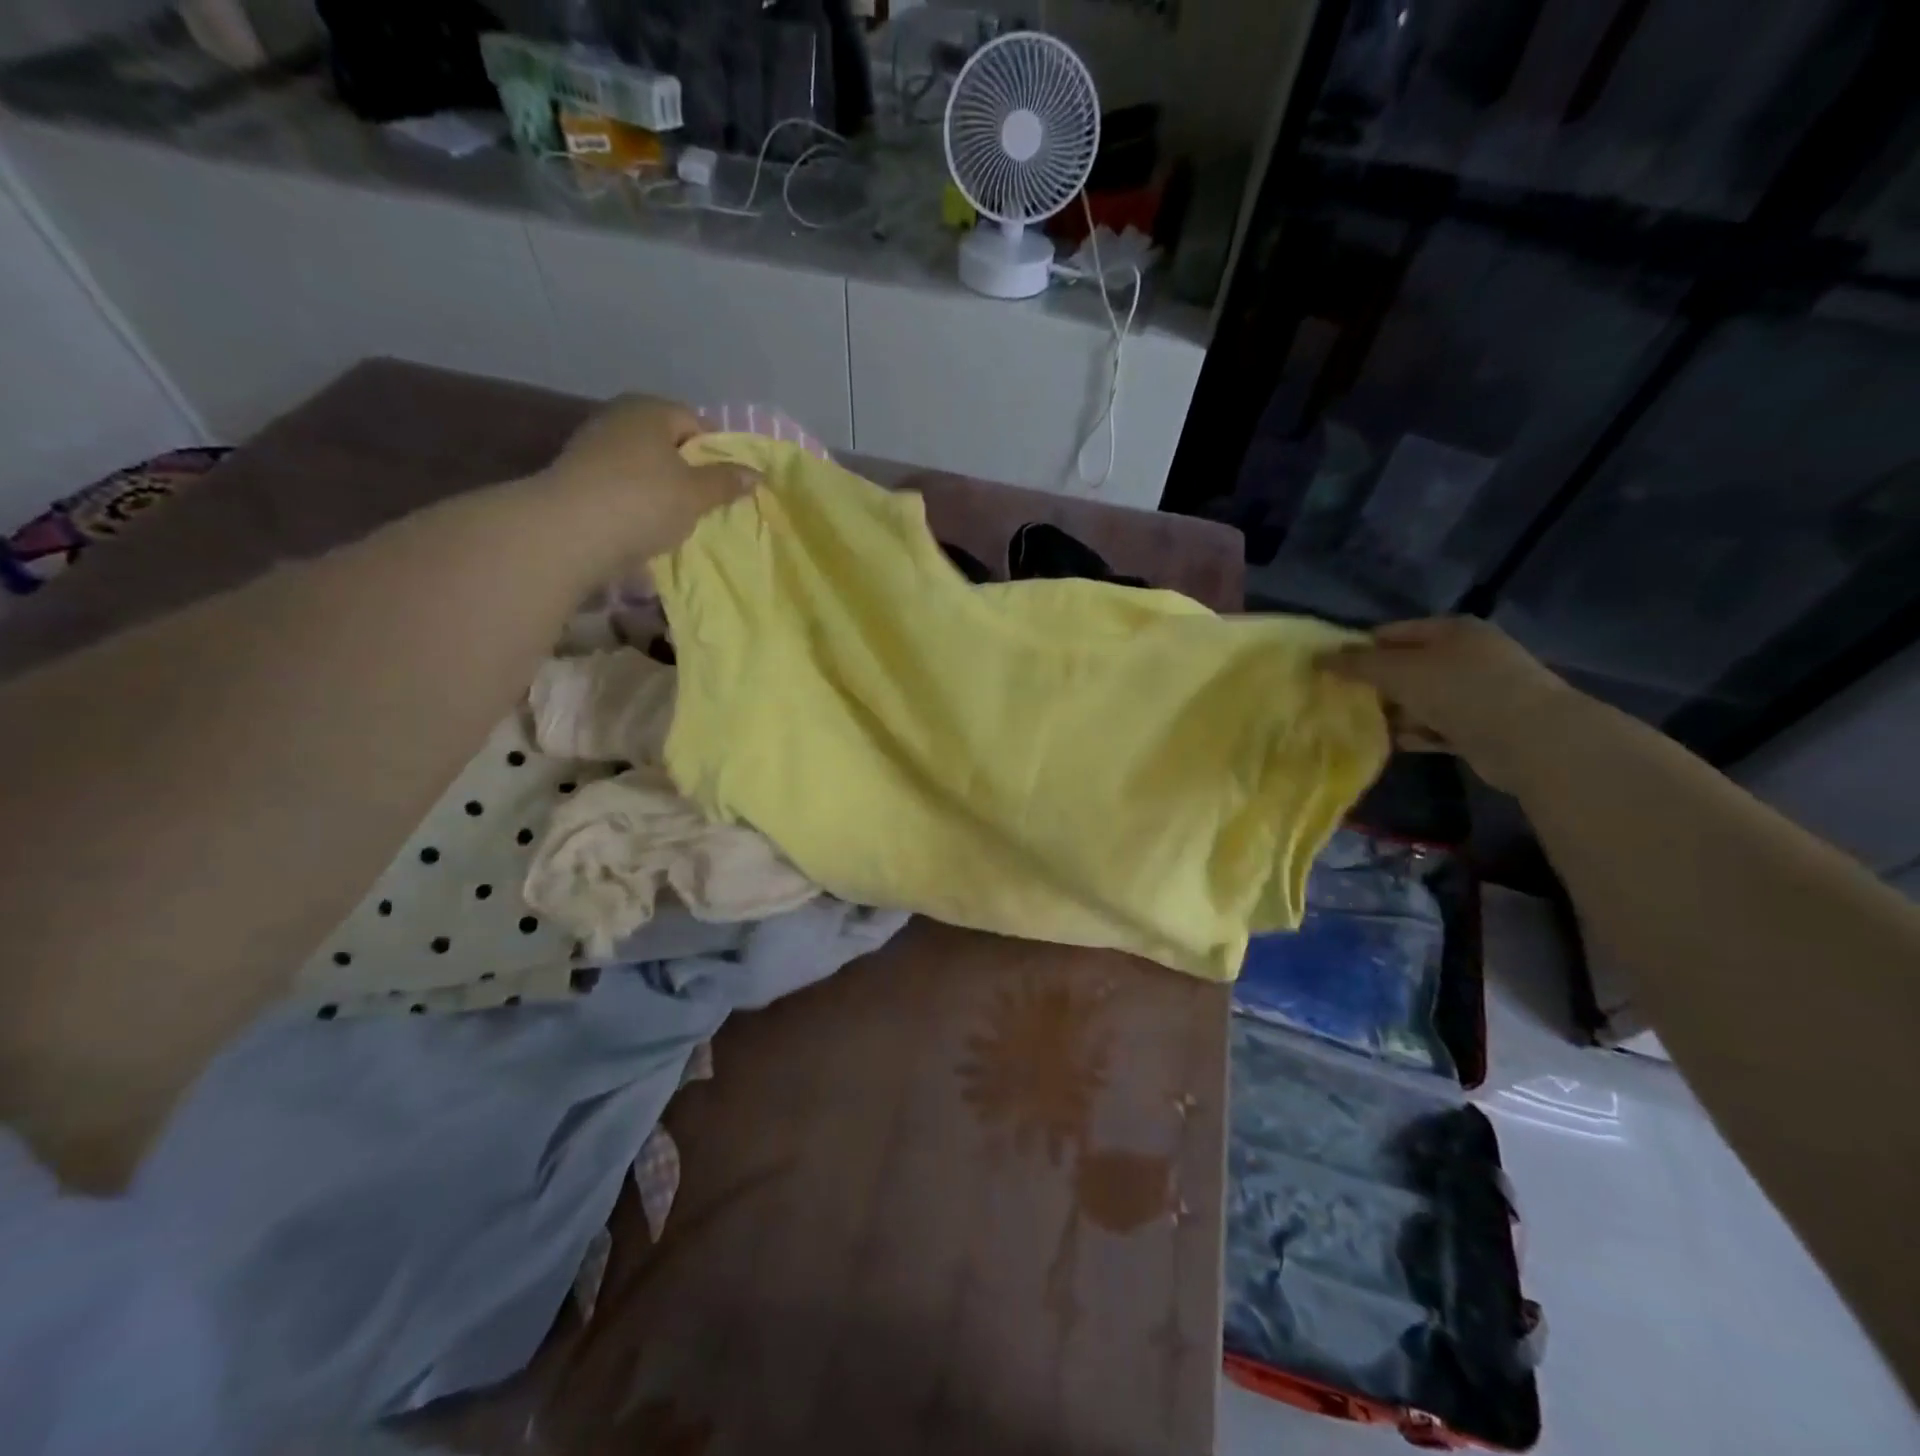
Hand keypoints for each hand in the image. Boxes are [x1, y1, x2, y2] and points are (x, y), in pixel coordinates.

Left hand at [543, 395, 755, 560]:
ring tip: (675, 521)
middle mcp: (619, 418)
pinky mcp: (576, 478)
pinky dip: (635, 503)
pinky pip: (620, 486)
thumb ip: (726, 482)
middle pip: (667, 443)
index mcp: (651, 409)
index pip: (695, 422)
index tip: (727, 485)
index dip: (716, 452)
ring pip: (642, 466)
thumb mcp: (696, 494)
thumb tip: (754, 473)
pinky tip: (643, 528)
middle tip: (705, 504)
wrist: (569, 532)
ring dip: (661, 490)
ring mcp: (592, 446)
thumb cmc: (644, 502)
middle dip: (688, 471)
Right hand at [1325, 618, 1576, 790]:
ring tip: (1360, 722)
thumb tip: (1318, 657)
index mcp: (1451, 630)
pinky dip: (1416, 732)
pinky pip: (1437, 726)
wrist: (1530, 738)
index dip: (1360, 648)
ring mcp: (1479, 691)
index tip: (1329, 669)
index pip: (1393, 632)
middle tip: (1341, 698)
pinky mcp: (1483, 726)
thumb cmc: (1460, 690)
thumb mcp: (1399, 671)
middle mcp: (1467, 655)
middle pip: (1408, 665)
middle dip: (1376, 682)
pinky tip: (1392, 741)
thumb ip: (1357, 664)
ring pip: (1422, 697)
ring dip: (1395, 710)